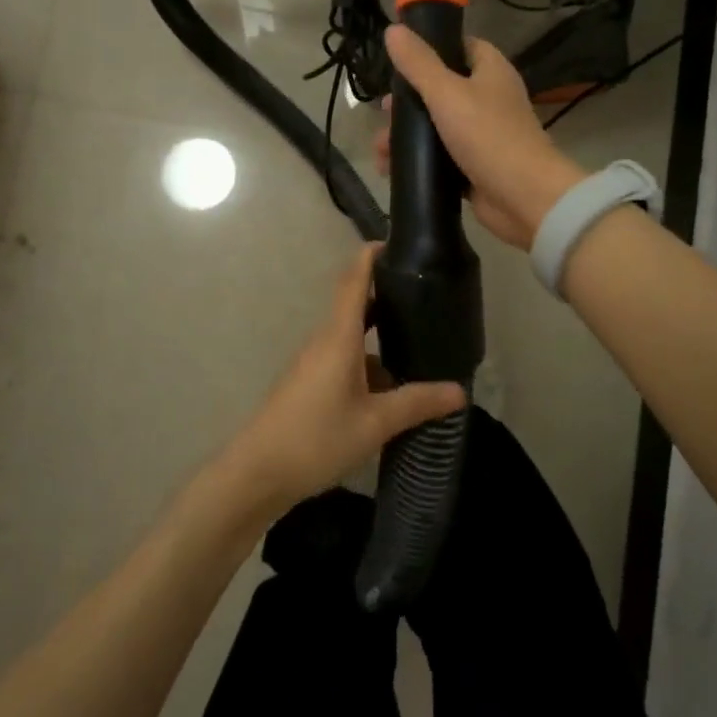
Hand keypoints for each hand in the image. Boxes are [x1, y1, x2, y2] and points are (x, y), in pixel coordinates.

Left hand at [221, 244, 465, 516]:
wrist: (257, 473)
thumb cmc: (315, 438)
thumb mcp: (374, 423)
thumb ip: (416, 403)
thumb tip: (459, 390)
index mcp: (338, 336)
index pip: (353, 280)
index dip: (372, 256)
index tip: (398, 242)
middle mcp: (324, 341)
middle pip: (356, 305)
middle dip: (388, 297)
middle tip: (427, 294)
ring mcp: (314, 363)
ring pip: (352, 338)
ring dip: (381, 336)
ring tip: (420, 342)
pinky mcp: (310, 384)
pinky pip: (345, 361)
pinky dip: (370, 364)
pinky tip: (393, 388)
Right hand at [373, 25, 586, 249]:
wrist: (523, 197)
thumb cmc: (487, 136)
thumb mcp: (446, 93)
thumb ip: (418, 63)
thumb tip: (392, 30)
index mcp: (491, 71)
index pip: (461, 47)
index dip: (432, 49)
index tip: (400, 61)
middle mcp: (489, 98)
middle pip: (442, 89)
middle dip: (409, 102)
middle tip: (385, 113)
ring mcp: (483, 134)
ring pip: (438, 126)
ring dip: (408, 136)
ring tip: (381, 151)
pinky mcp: (475, 166)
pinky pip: (441, 157)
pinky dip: (419, 161)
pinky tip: (391, 170)